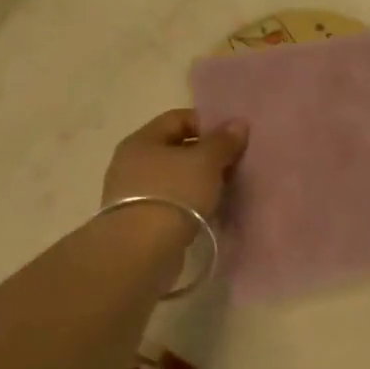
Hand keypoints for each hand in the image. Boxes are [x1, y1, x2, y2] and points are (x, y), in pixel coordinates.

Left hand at [102, 109, 247, 227]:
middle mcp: (131, 162)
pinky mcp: (137, 221)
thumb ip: (223, 141)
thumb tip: (238, 123)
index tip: (232, 139)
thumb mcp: (205, 162)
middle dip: (205, 155)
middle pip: (174, 149)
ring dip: (197, 181)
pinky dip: (188, 203)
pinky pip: (169, 202)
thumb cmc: (174, 194)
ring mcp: (131, 193)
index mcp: (142, 140)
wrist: (141, 250)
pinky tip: (206, 212)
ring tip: (223, 190)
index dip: (207, 124)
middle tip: (233, 165)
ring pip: (172, 177)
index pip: (178, 119)